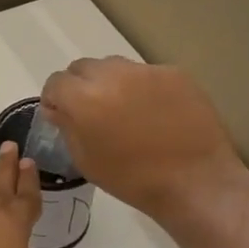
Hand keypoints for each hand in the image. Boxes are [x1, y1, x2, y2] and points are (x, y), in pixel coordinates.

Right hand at [39, 57, 248, 228]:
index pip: (56, 82)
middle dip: (80, 86)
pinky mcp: (174, 73)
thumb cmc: (132, 179)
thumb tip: (59, 109)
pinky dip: (140, 88)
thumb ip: (67, 127)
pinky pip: (145, 74)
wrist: (194, 181)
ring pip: (114, 66)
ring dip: (109, 83)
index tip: (61, 115)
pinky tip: (153, 112)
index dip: (54, 99)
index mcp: (84, 98)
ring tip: (123, 110)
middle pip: (83, 68)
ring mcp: (146, 71)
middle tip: (91, 112)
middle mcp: (112, 75)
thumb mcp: (85, 160)